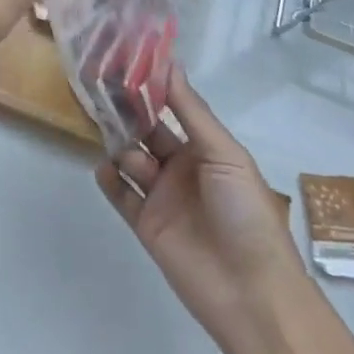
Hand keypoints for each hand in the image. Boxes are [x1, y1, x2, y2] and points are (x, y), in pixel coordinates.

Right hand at [96, 69, 297, 353]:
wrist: (252, 293)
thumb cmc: (245, 212)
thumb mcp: (224, 154)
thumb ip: (191, 111)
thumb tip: (168, 63)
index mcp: (205, 148)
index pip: (172, 108)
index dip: (152, 87)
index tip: (125, 60)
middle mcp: (181, 167)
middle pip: (146, 131)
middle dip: (128, 112)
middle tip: (101, 87)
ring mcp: (162, 196)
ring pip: (130, 158)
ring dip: (120, 144)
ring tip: (108, 133)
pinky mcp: (146, 224)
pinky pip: (121, 194)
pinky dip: (109, 179)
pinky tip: (106, 168)